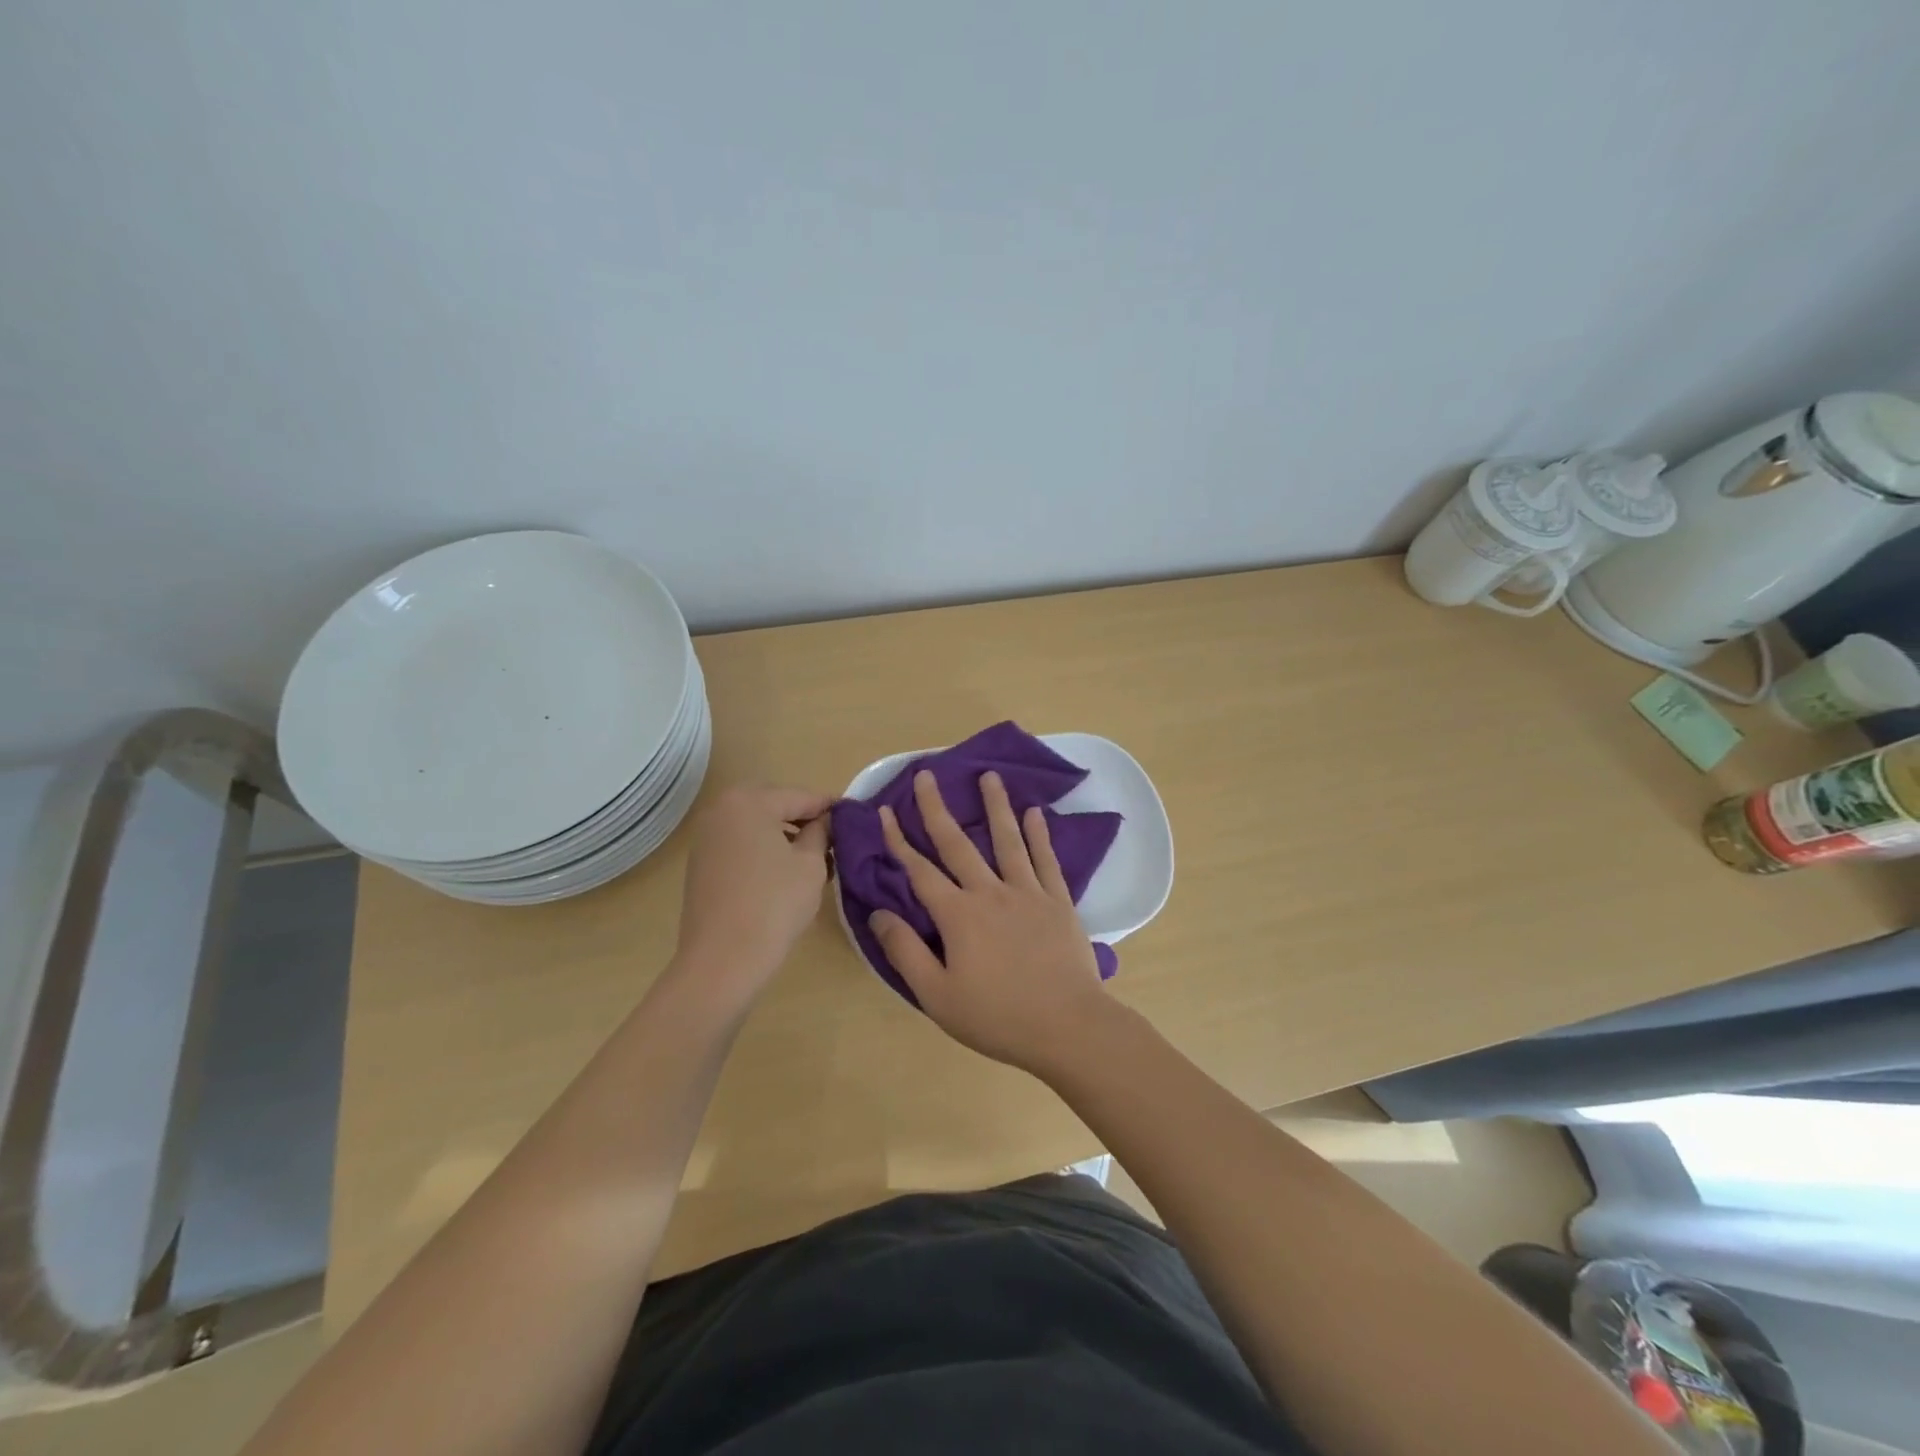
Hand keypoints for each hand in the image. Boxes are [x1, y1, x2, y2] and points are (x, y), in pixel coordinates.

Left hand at [675, 784, 831, 993]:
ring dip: (784, 834)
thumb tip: (826, 821)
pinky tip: (784, 872)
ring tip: (813, 858)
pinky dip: (764, 849)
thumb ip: (821, 832)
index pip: (800, 796)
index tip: (853, 816)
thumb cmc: (774, 904)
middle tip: (833, 839)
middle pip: (774, 805)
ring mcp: (706, 836)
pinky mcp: (701, 863)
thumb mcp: (811, 864)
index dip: (830, 807)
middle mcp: (721, 809)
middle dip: (804, 819)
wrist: (722, 960)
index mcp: (749, 801)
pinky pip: (741, 843)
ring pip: (756, 824)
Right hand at [869, 770, 1110, 1074]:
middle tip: (926, 775)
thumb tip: (878, 914)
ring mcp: (1028, 893)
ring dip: (995, 806)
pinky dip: (1039, 834)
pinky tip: (1035, 813)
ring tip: (989, 775)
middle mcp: (990, 892)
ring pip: (1007, 840)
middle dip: (937, 808)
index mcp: (958, 915)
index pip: (919, 871)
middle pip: (958, 843)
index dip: (899, 841)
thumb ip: (905, 952)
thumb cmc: (997, 1016)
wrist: (1068, 1026)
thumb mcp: (937, 995)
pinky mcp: (1058, 901)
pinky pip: (1045, 860)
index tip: (885, 812)